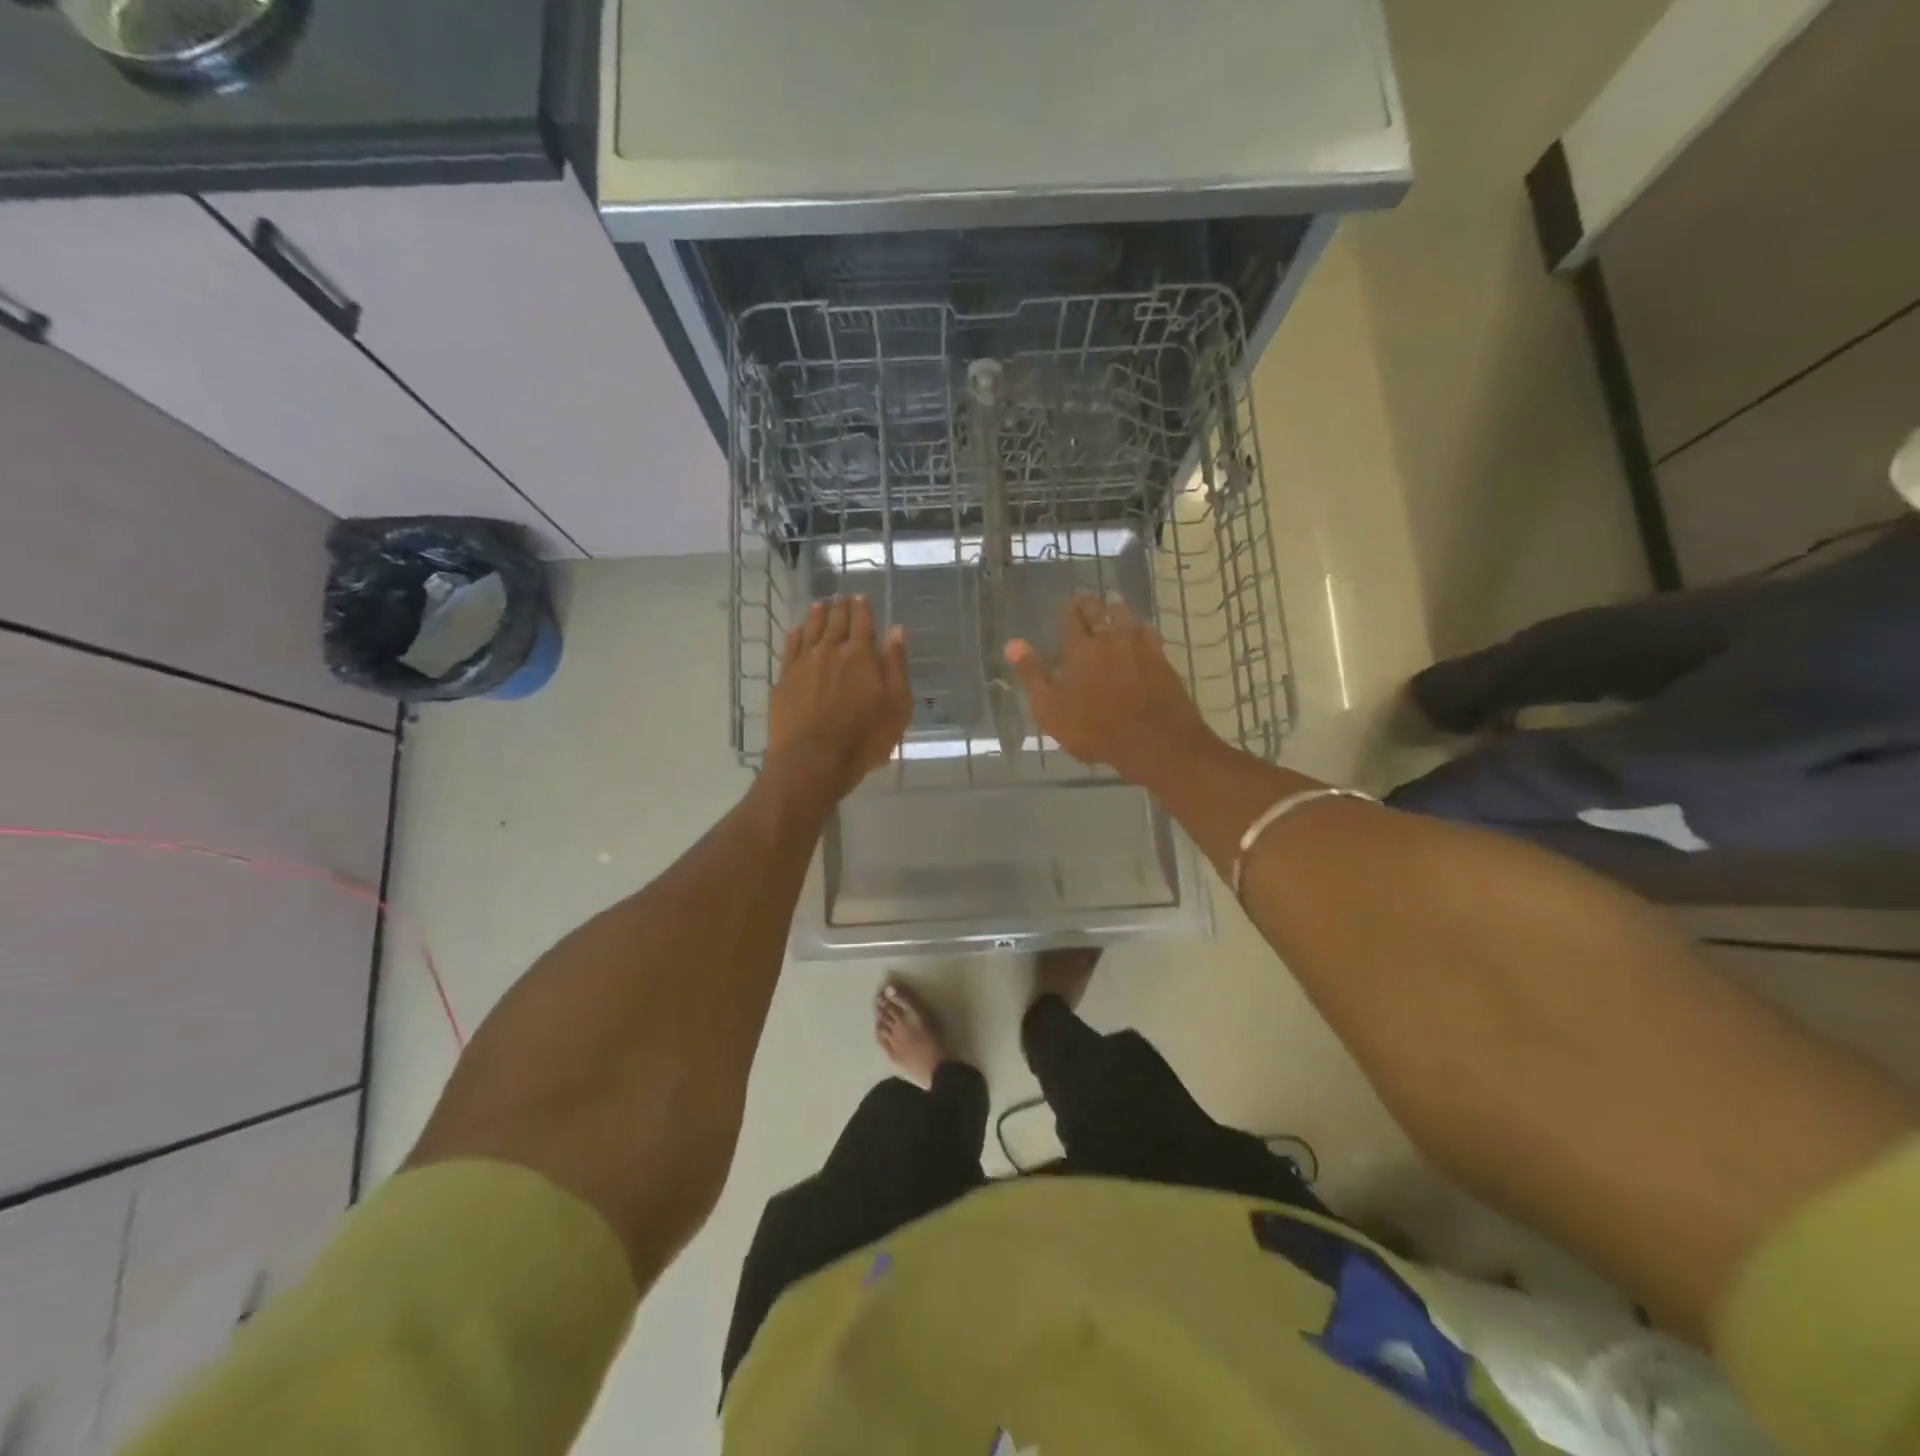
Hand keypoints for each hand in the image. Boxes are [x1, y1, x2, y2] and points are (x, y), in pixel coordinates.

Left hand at [766, 596, 911, 803]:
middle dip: (840, 607)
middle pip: (835, 621)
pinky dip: (796, 635)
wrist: (811, 761)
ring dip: (817, 615)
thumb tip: (896, 631)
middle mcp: (830, 651)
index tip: (861, 596)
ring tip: (820, 605)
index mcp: (861, 655)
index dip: (862, 607)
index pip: (862, 621)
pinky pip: (790, 648)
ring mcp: (803, 664)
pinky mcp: (784, 680)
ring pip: (810, 630)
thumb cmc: (863, 738)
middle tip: (842, 597)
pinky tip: (797, 631)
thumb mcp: (896, 706)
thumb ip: (896, 666)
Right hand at [1005, 594, 1213, 782]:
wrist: (1155, 741)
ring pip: (1125, 617)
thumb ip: (1032, 675)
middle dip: (1089, 603)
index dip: (1066, 609)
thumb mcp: (1051, 708)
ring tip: (1111, 602)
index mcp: (1079, 649)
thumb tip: (1012, 644)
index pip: (1070, 619)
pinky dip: (1140, 626)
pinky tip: (1140, 629)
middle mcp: (1109, 639)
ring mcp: (1139, 647)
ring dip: (1116, 607)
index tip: (1064, 603)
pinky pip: (1149, 633)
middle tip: (1085, 597)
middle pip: (1098, 611)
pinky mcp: (1162, 659)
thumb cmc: (1095, 729)